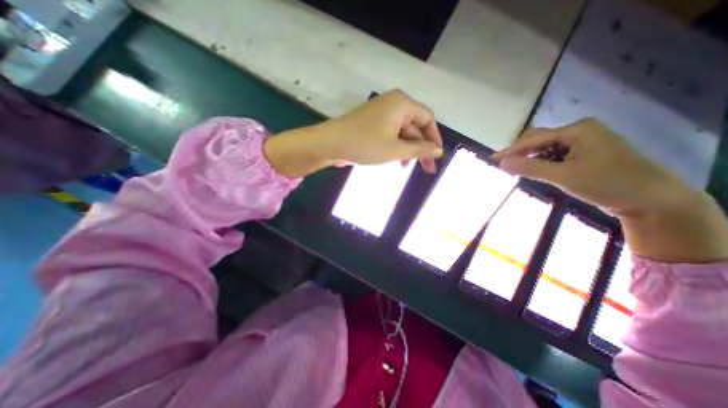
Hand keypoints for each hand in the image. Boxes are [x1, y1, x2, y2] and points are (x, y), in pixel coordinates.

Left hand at [264, 89, 440, 176]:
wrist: (330, 144)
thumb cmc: (364, 145)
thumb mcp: (395, 150)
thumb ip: (419, 150)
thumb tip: (439, 150)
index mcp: (402, 104)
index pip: (428, 119)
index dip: (435, 138)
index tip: (437, 156)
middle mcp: (393, 104)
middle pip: (415, 127)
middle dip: (421, 148)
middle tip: (426, 169)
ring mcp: (381, 113)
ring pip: (402, 132)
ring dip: (407, 150)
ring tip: (406, 167)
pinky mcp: (372, 123)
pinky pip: (391, 133)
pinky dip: (395, 146)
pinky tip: (395, 160)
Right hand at [488, 118, 689, 217]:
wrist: (652, 200)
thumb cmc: (608, 184)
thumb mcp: (563, 176)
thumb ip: (530, 168)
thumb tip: (501, 163)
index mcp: (577, 130)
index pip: (533, 139)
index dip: (511, 150)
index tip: (492, 160)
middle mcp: (579, 131)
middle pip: (538, 139)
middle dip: (520, 152)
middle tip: (504, 166)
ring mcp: (582, 142)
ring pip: (545, 147)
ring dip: (530, 158)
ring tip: (516, 170)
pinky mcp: (584, 153)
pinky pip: (554, 154)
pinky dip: (541, 162)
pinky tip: (535, 171)